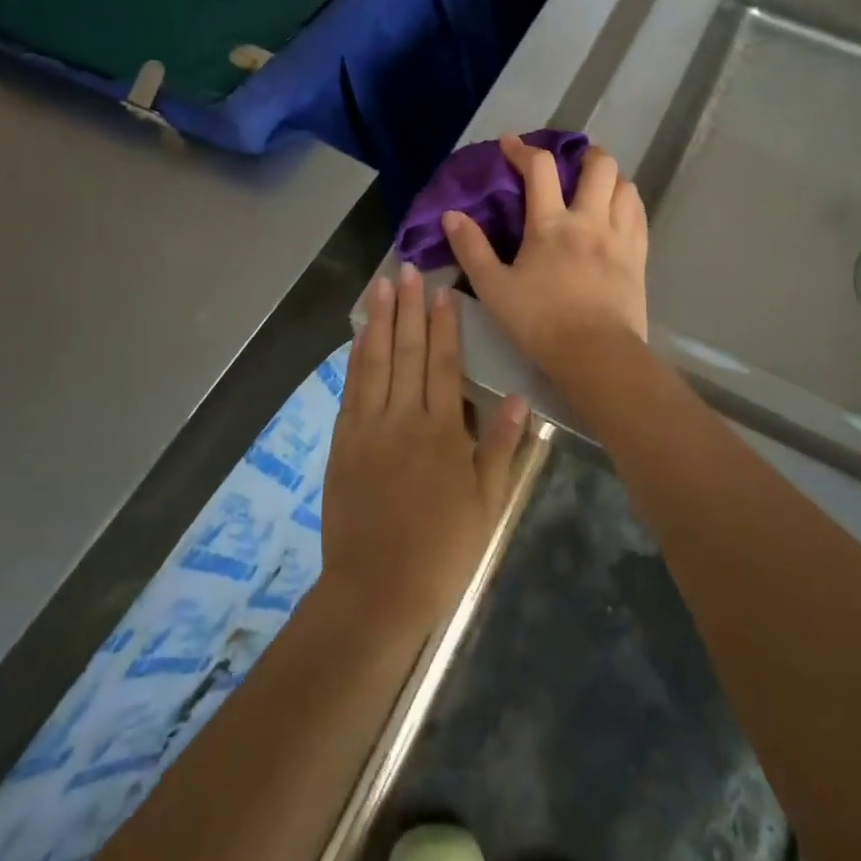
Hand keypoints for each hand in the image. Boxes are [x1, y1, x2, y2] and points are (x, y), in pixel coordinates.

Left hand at [319, 264, 527, 633]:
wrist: (377, 591)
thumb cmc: (442, 550)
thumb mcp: (487, 503)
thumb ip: (500, 446)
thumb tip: (516, 396)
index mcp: (444, 432)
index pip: (445, 363)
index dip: (445, 324)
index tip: (443, 290)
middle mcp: (404, 418)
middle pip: (409, 352)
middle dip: (410, 308)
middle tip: (408, 269)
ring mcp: (369, 428)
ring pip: (376, 361)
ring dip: (381, 320)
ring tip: (382, 285)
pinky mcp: (343, 442)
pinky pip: (351, 388)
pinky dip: (356, 356)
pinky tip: (361, 333)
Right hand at [441, 136, 649, 375]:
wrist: (596, 354)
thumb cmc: (540, 322)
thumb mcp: (493, 288)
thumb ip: (471, 249)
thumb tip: (451, 215)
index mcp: (551, 223)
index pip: (539, 168)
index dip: (522, 150)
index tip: (509, 143)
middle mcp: (589, 219)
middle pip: (599, 165)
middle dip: (584, 154)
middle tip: (571, 161)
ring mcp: (619, 236)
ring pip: (626, 186)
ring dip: (611, 177)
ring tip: (597, 186)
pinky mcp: (638, 256)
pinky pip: (639, 215)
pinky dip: (628, 203)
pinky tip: (619, 212)